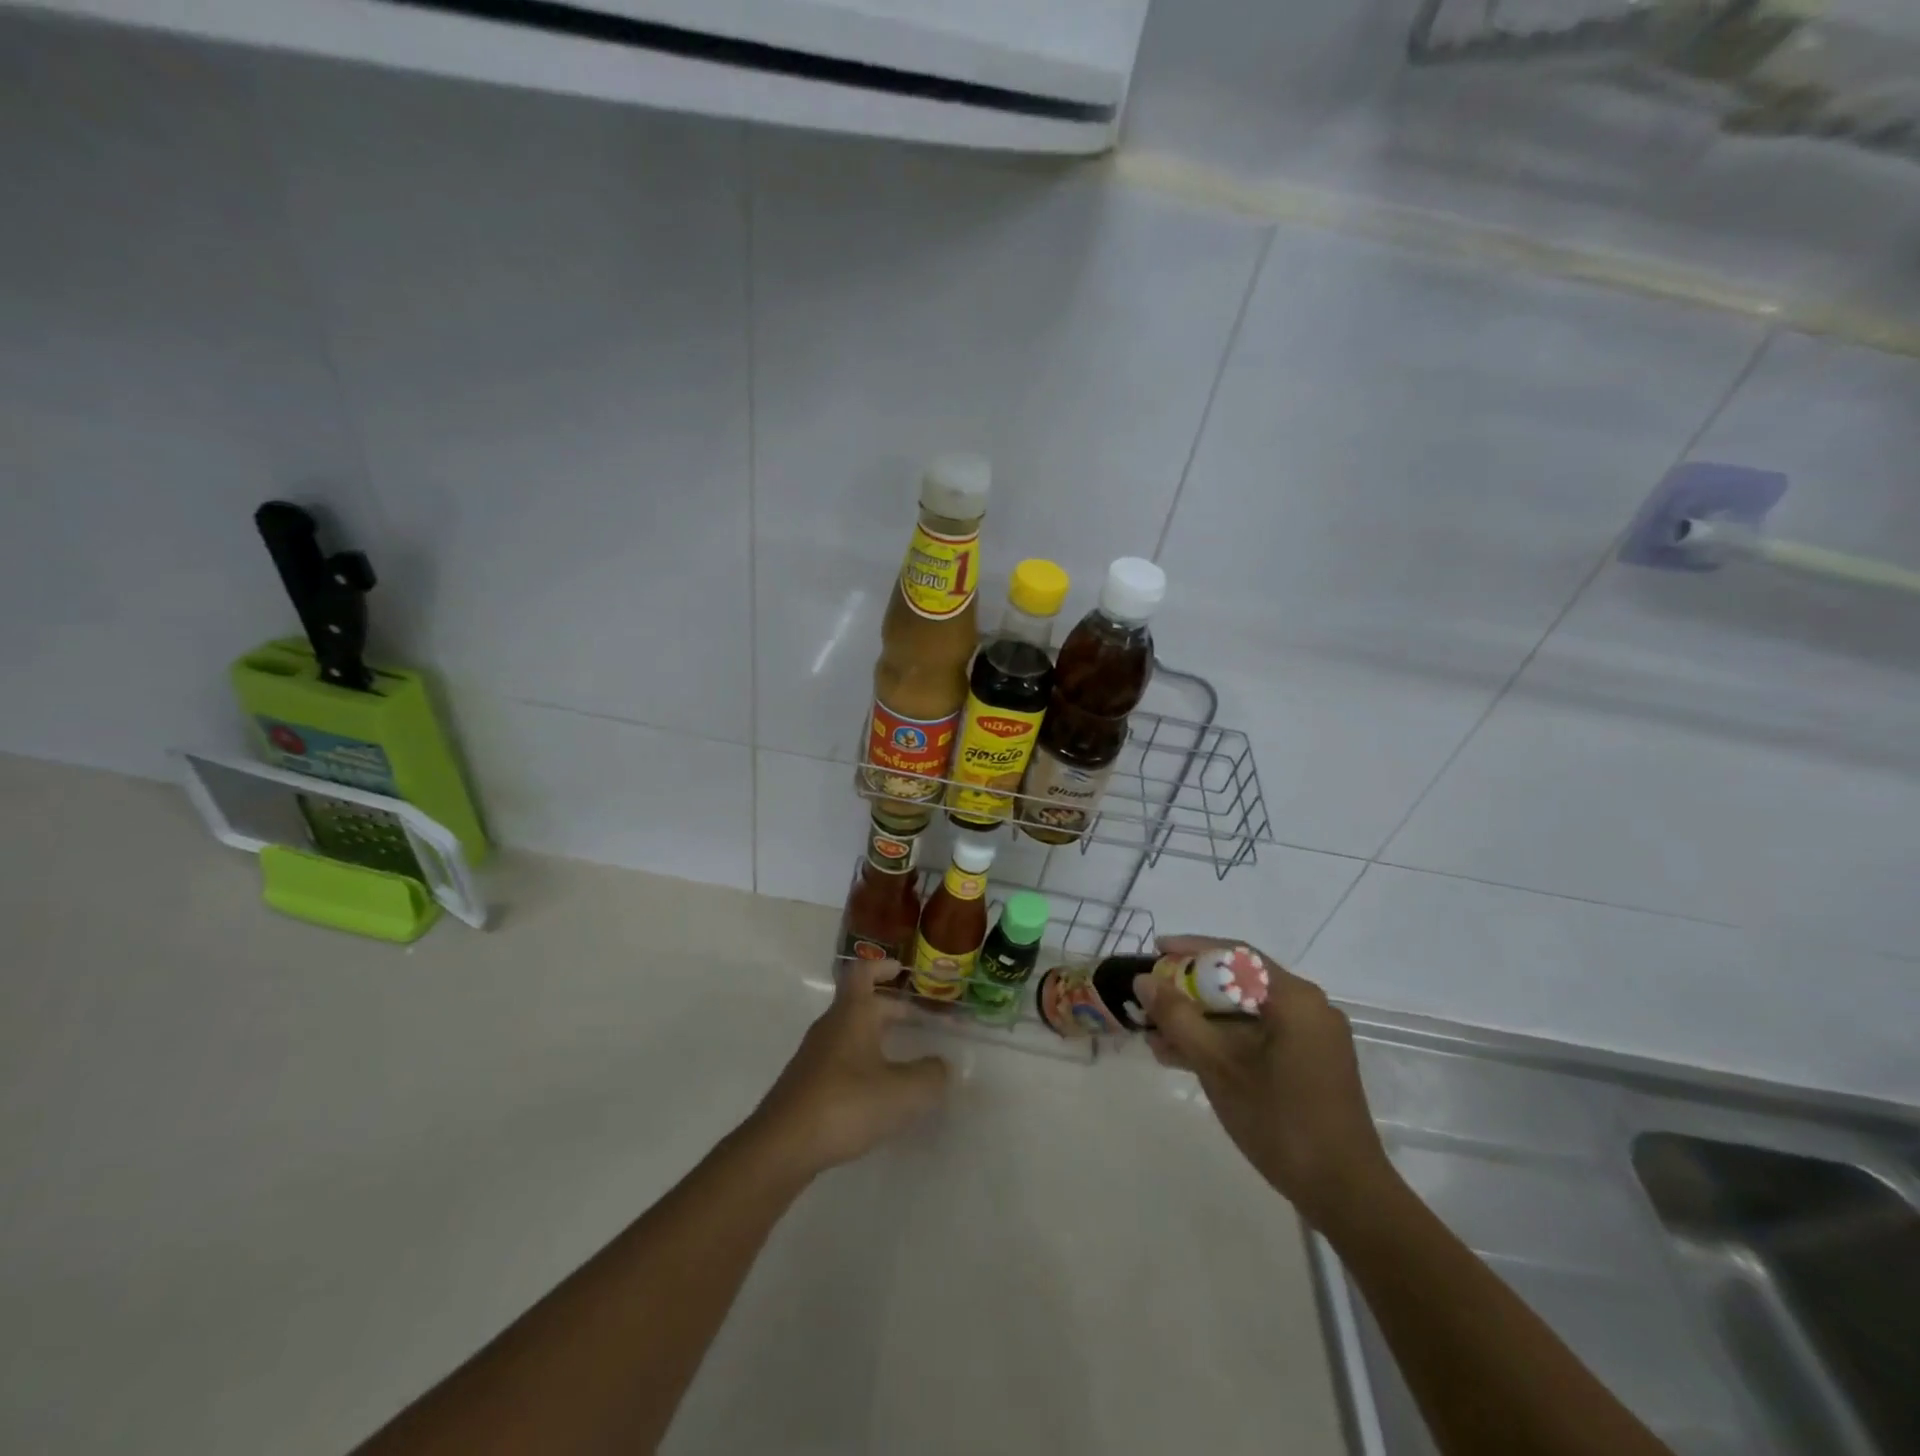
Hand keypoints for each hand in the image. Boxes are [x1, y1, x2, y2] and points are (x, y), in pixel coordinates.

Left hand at [744, 959, 950, 1181]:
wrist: (782, 1146)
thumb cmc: (846, 1104)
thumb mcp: (902, 1092)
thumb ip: (929, 1076)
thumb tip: (943, 1066)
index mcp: (853, 1014)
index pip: (863, 973)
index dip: (882, 967)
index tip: (902, 970)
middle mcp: (831, 1026)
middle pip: (860, 1004)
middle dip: (889, 1008)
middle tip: (916, 1020)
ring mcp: (814, 1055)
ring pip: (849, 1033)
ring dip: (874, 1036)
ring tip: (901, 1056)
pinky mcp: (806, 1084)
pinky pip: (840, 1059)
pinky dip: (861, 1062)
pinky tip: (876, 1090)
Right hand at [1139, 936, 1394, 1229]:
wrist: (1345, 1195)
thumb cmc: (1280, 1121)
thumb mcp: (1218, 1066)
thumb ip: (1178, 1018)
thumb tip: (1145, 980)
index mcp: (1294, 998)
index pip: (1236, 954)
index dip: (1190, 950)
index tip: (1155, 951)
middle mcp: (1309, 1008)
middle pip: (1240, 982)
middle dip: (1191, 991)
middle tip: (1152, 998)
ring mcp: (1312, 1037)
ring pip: (1246, 1013)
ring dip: (1202, 1021)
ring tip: (1156, 1035)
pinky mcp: (1310, 1063)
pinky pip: (1259, 1036)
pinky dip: (1224, 1041)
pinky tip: (1185, 1056)